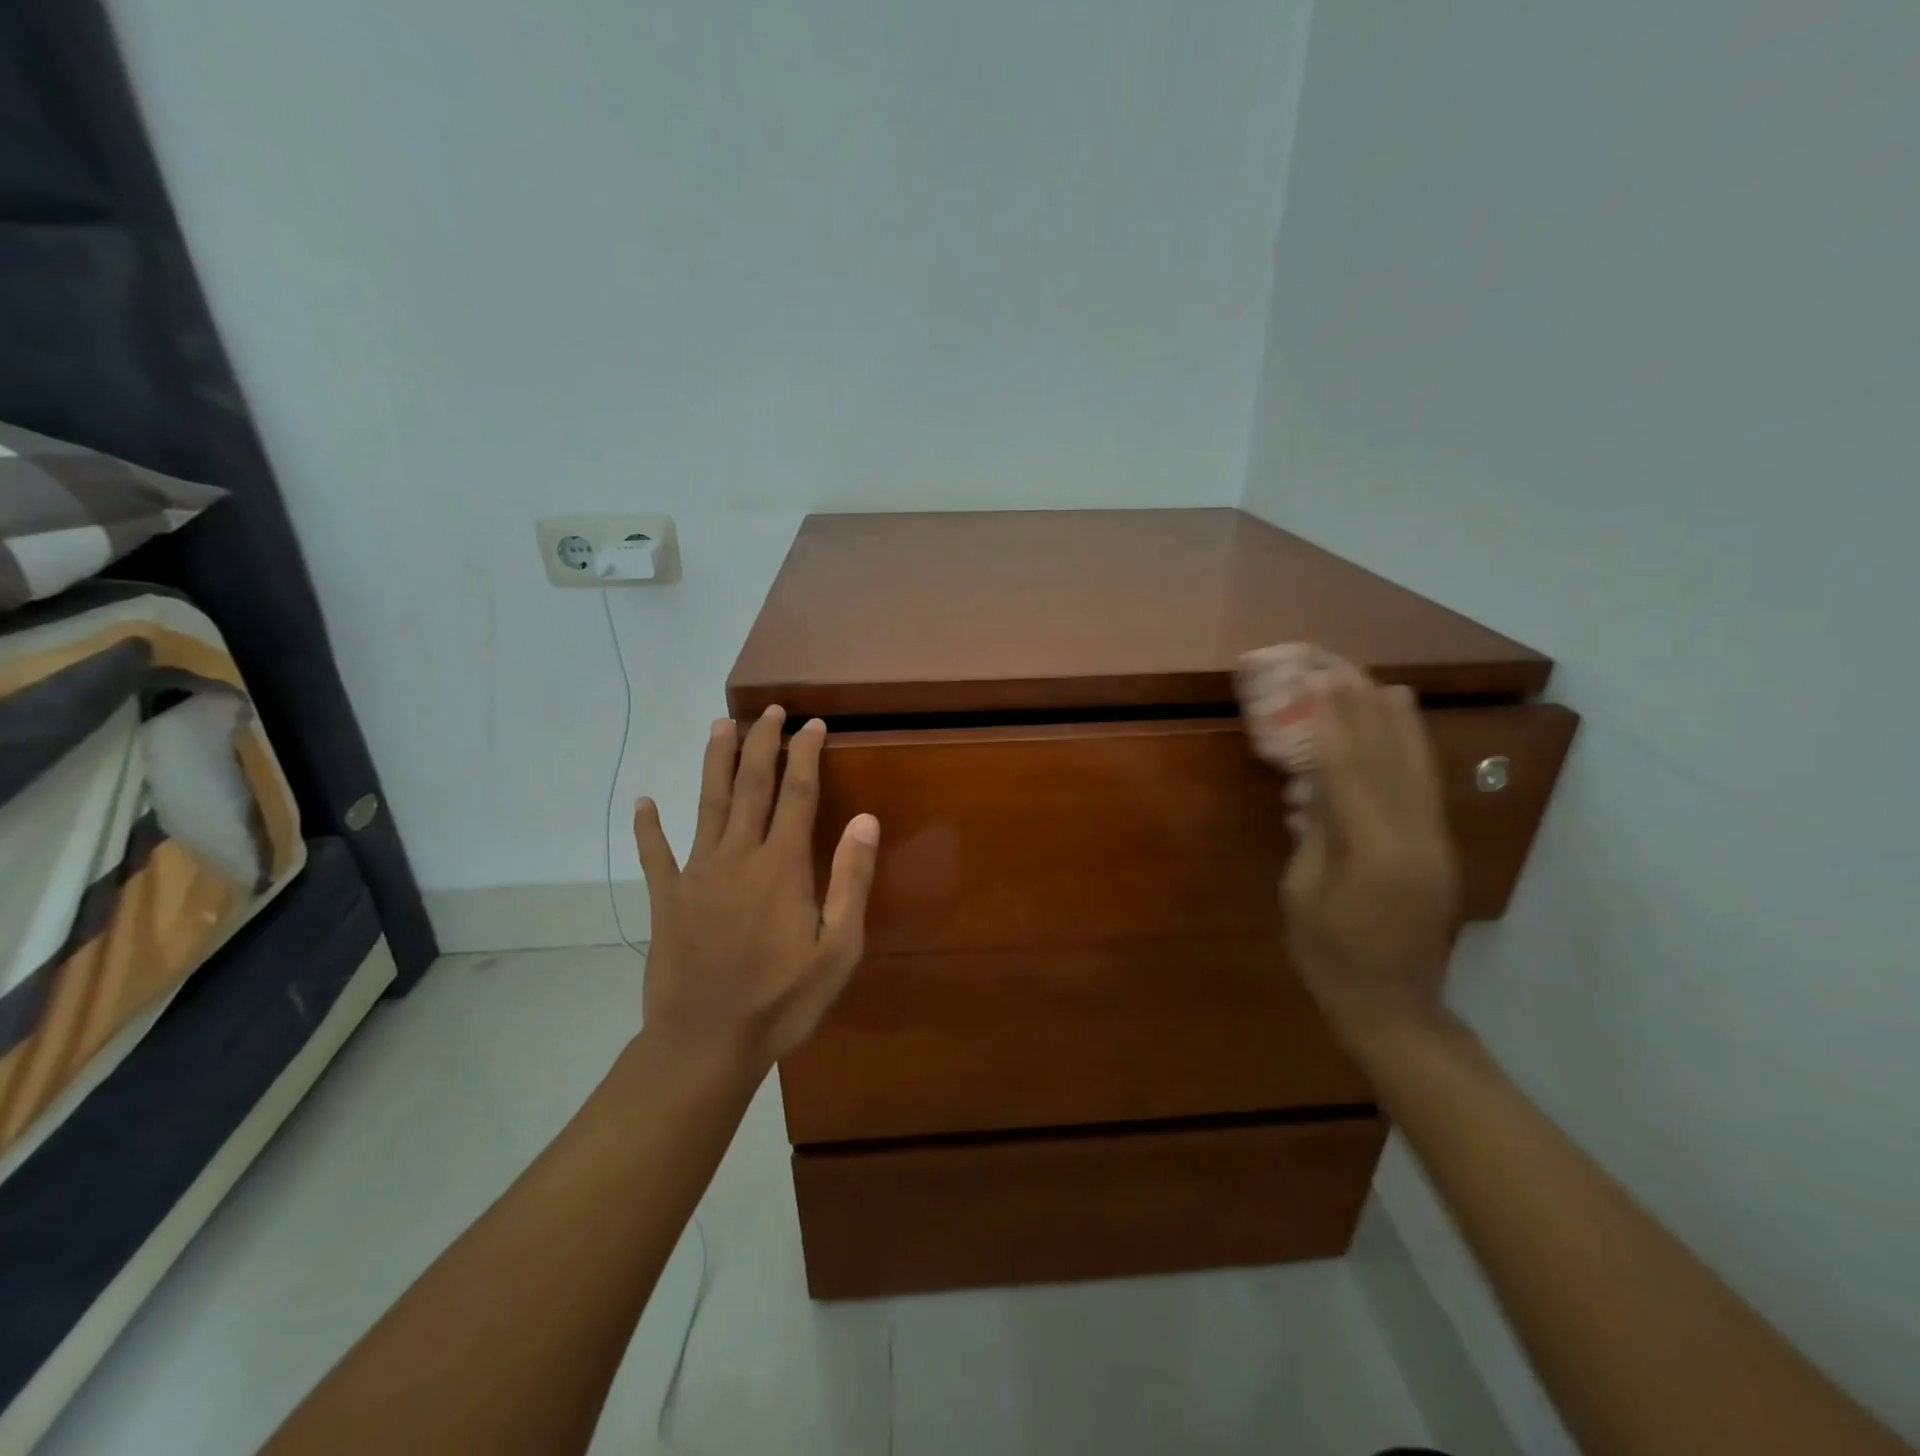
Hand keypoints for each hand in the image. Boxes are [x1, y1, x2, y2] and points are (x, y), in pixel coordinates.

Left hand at [633, 705, 879, 1076]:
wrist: (706, 1043)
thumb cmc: (782, 1000)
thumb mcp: (838, 949)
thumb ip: (851, 880)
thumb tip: (866, 820)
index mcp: (782, 866)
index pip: (798, 793)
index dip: (806, 754)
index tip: (813, 725)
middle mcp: (738, 856)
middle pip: (751, 785)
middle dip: (762, 743)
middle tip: (769, 710)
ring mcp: (697, 874)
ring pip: (707, 803)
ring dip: (715, 761)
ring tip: (719, 725)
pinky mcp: (666, 898)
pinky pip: (655, 855)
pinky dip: (648, 828)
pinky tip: (642, 803)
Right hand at [1283, 678, 1457, 1044]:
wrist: (1395, 1008)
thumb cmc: (1330, 957)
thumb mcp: (1303, 894)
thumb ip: (1314, 835)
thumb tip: (1317, 788)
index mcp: (1374, 852)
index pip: (1351, 772)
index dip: (1333, 723)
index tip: (1319, 681)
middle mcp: (1414, 838)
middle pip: (1391, 759)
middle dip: (1366, 709)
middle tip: (1344, 668)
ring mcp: (1435, 844)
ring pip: (1418, 770)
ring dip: (1399, 724)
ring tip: (1384, 684)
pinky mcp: (1439, 851)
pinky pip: (1423, 790)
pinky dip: (1411, 754)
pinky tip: (1403, 734)